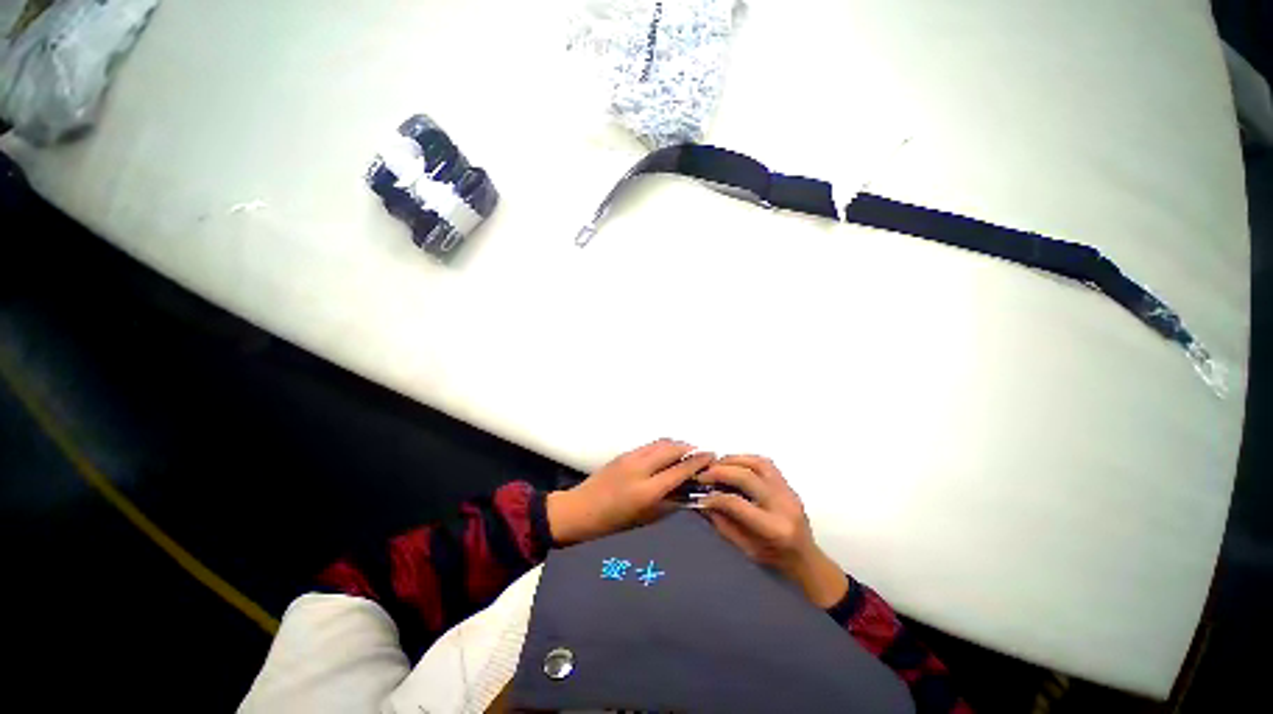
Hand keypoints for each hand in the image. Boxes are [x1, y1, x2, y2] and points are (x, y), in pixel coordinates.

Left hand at [546, 439, 713, 545]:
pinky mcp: (624, 453)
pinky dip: (663, 446)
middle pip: (672, 449)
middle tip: (701, 455)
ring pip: (661, 443)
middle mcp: (640, 469)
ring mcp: (631, 457)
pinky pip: (650, 445)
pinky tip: (667, 454)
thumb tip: (689, 491)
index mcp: (647, 491)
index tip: (712, 456)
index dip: (699, 461)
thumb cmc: (614, 523)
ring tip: (686, 453)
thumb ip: (670, 504)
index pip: (679, 470)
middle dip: (690, 449)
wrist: (580, 510)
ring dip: (677, 445)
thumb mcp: (645, 520)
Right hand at [698, 455, 848, 607]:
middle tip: (704, 474)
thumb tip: (702, 501)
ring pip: (758, 463)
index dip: (715, 497)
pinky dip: (745, 459)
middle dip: (721, 472)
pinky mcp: (788, 484)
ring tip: (716, 465)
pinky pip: (765, 463)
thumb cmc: (774, 558)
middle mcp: (783, 505)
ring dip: (733, 460)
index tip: (700, 495)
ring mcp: (788, 491)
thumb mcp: (745, 548)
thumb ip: (723, 524)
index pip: (737, 504)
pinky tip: (733, 464)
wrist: (805, 557)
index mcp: (773, 528)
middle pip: (747, 477)